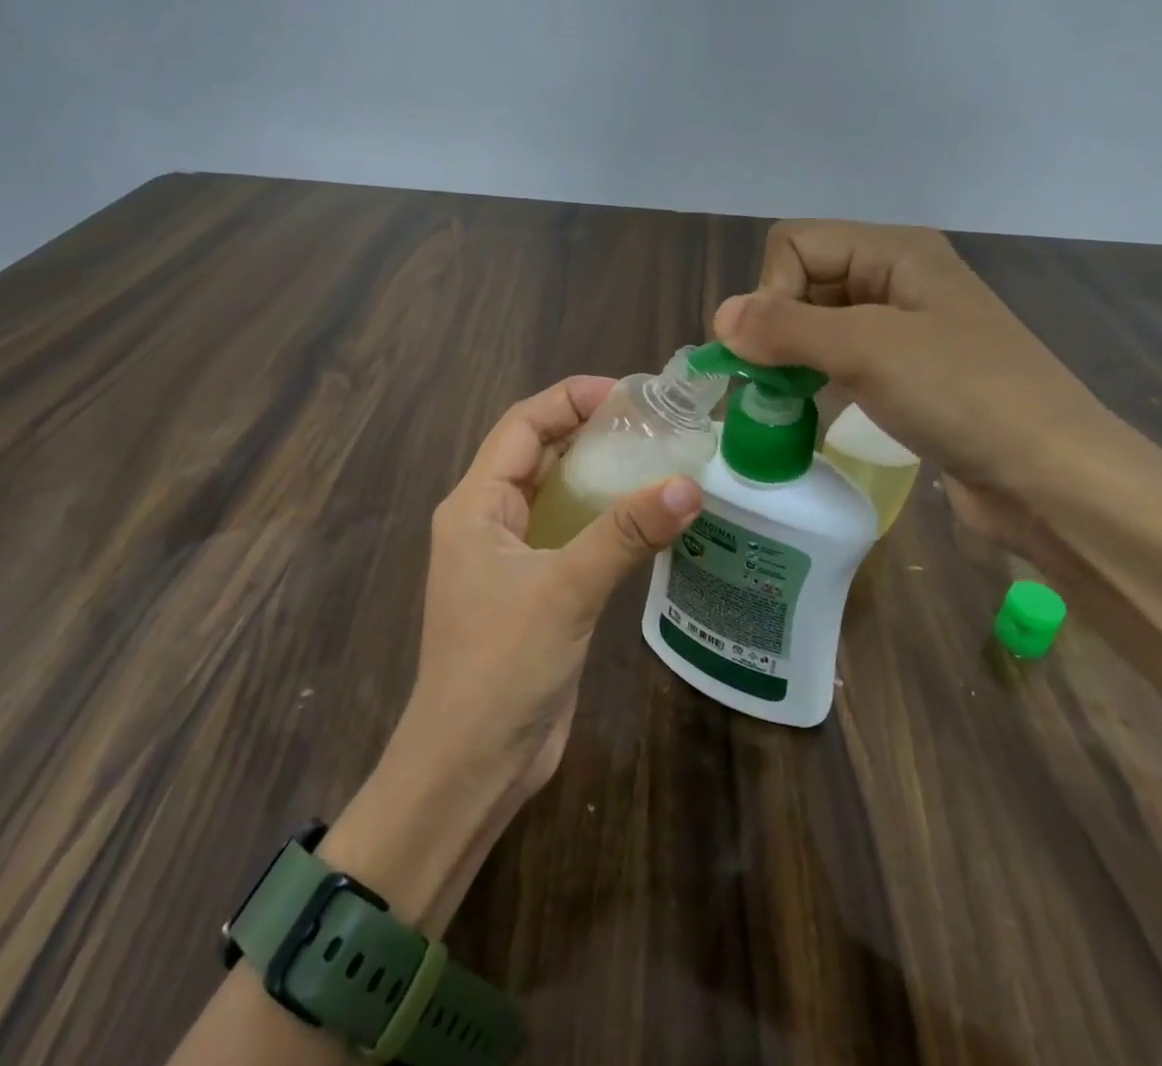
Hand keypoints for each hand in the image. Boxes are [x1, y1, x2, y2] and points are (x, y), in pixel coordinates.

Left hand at [406, 375, 703, 796]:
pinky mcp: (537, 591)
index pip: (522, 426)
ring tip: (662, 459)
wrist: (472, 767)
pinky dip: (607, 521)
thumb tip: (689, 485)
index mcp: (476, 505)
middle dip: (591, 432)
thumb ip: (624, 534)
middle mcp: (490, 521)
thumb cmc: (501, 666)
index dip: (569, 400)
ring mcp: (513, 558)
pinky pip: (573, 536)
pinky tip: (650, 518)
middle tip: (656, 424)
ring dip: (603, 476)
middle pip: (541, 455)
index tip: (628, 394)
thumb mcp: (564, 590)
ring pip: (559, 496)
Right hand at [713, 220, 1120, 489]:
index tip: (771, 347)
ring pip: (818, 323)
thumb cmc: (963, 395)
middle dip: (776, 325)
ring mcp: (904, 328)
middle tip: (770, 379)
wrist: (1053, 477)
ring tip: (781, 398)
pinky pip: (840, 359)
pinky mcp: (907, 374)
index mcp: (894, 251)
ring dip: (790, 355)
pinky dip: (814, 377)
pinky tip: (808, 407)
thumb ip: (786, 328)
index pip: (795, 243)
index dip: (771, 290)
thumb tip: (719, 318)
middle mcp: (897, 278)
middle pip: (804, 280)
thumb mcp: (867, 350)